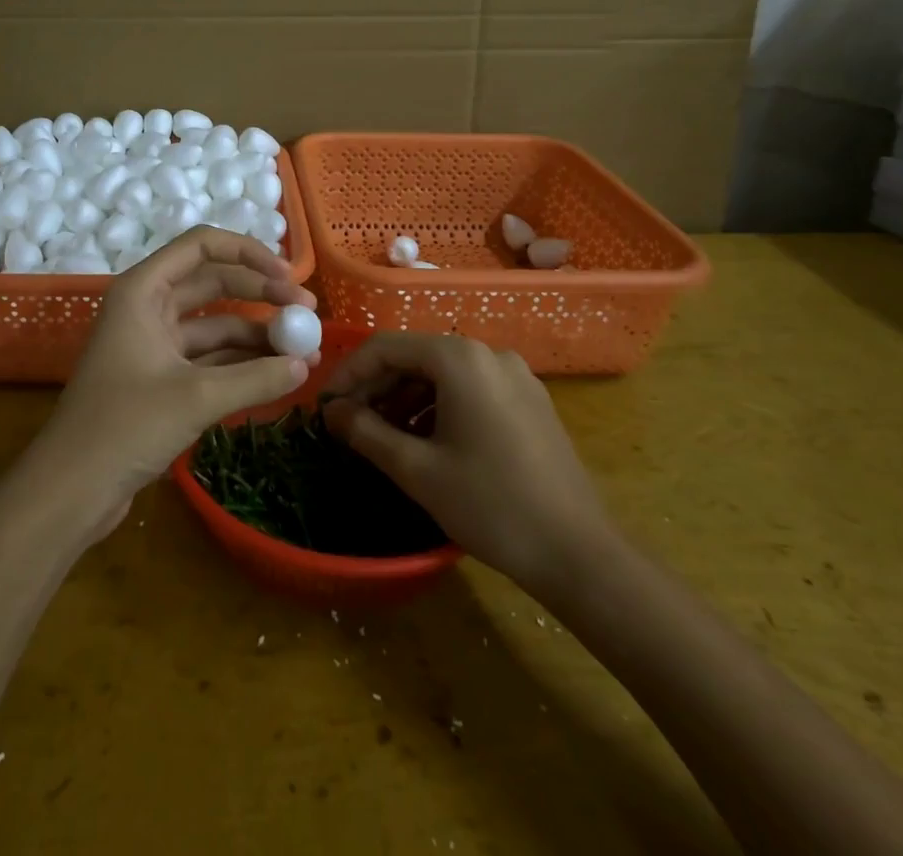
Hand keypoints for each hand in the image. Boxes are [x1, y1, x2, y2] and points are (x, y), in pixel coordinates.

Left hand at [35, 228, 315, 535]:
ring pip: (216, 326)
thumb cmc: (123, 427)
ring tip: (305, 353)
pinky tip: (278, 376)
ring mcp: (155, 344)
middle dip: (262, 295)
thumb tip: (306, 365)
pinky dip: (242, 365)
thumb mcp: (196, 398)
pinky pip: (210, 359)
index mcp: (143, 290)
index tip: (289, 280)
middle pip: (214, 284)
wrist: (69, 491)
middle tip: (308, 314)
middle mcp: (148, 308)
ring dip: (257, 336)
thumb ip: (256, 378)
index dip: (249, 254)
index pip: (202, 247)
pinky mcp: (161, 379)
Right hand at [322, 333, 616, 589]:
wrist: (578, 554)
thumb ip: (365, 432)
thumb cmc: (490, 504)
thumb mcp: (416, 470)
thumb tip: (332, 412)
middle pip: (416, 357)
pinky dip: (438, 407)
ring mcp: (515, 376)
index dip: (349, 372)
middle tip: (348, 423)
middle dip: (377, 387)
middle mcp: (489, 354)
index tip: (324, 405)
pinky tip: (424, 441)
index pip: (386, 347)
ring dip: (405, 399)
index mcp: (460, 359)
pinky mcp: (530, 401)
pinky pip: (471, 389)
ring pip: (443, 375)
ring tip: (381, 436)